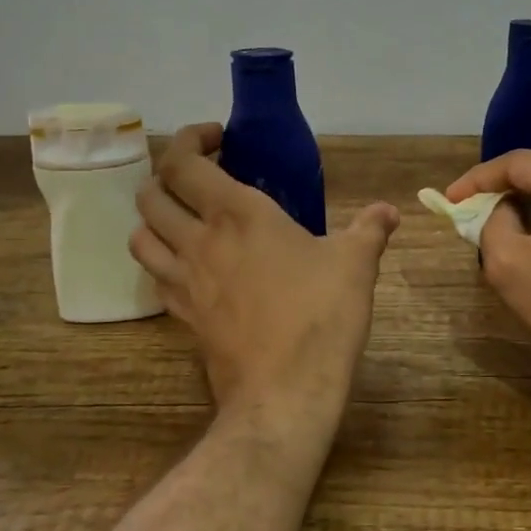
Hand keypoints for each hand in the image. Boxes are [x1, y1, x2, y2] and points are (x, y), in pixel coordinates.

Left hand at [132, 124, 399, 427]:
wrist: (285, 392)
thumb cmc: (320, 315)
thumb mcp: (356, 264)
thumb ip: (370, 229)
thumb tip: (389, 211)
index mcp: (237, 214)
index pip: (184, 162)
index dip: (189, 139)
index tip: (217, 138)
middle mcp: (199, 240)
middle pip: (150, 194)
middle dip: (167, 175)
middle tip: (199, 177)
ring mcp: (184, 281)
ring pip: (141, 236)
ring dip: (155, 218)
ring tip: (185, 218)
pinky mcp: (182, 317)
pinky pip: (157, 277)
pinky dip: (164, 261)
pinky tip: (192, 267)